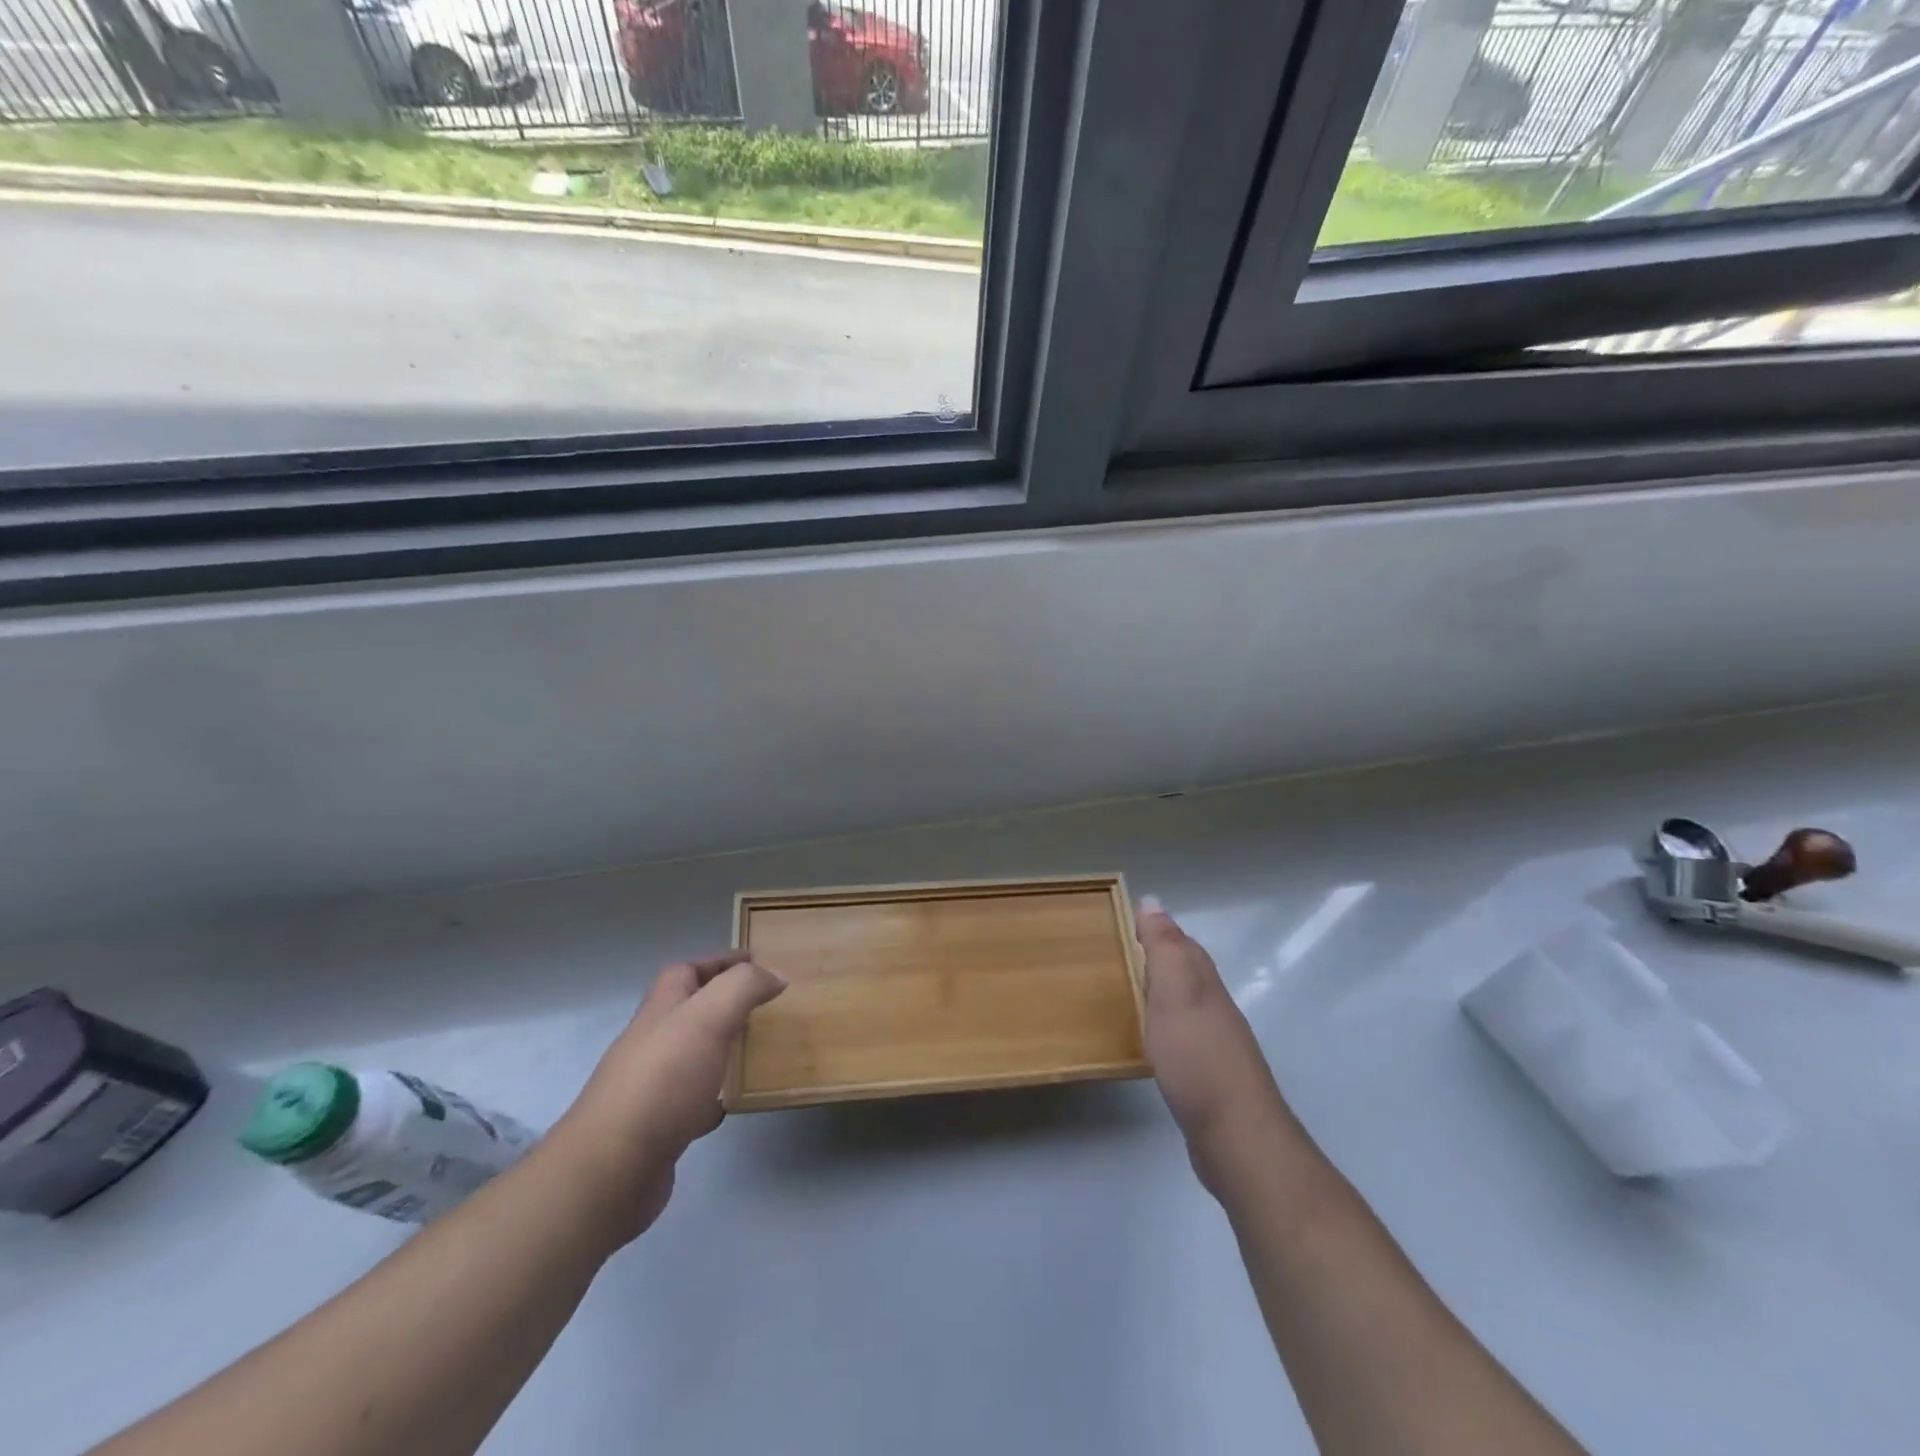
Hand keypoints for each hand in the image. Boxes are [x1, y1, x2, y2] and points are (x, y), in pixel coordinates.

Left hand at [546, 952, 785, 1244]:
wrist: (610, 1171)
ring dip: (719, 1048)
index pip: (685, 971)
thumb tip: (774, 974)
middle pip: (685, 1011)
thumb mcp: (708, 1018)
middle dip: (721, 1003)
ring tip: (754, 1050)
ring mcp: (649, 1088)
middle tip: (762, 1006)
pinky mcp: (655, 1129)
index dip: (718, 961)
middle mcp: (650, 1043)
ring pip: (690, 1055)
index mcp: (660, 1011)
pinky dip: (712, 1097)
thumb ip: (743, 988)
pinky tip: (730, 1104)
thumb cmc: (662, 1081)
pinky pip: (690, 1102)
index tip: (755, 961)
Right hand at [1138, 898, 1292, 1196]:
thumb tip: (1153, 901)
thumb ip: (1164, 948)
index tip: (1128, 922)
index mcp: (1205, 984)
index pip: (1183, 945)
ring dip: (1164, 994)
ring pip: (1188, 1005)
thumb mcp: (1175, 993)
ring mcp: (1216, 1044)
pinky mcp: (1210, 1077)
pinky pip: (1184, 1038)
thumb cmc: (1197, 1057)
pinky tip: (1154, 1042)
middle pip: (1189, 972)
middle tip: (1124, 954)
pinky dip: (1167, 1028)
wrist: (1236, 1136)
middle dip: (1162, 958)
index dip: (1159, 931)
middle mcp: (1215, 1008)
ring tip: (1132, 993)